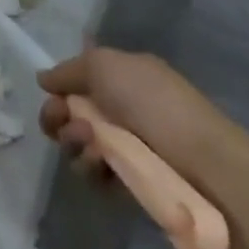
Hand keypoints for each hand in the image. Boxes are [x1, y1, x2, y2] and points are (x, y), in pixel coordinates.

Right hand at [38, 48, 245, 188]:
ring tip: (91, 144)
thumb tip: (43, 79)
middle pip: (70, 114)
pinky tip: (101, 166)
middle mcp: (122, 110)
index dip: (59, 90)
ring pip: (78, 145)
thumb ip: (68, 70)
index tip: (52, 96)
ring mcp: (126, 148)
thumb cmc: (155, 103)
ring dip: (74, 142)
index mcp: (123, 78)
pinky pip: (94, 175)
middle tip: (64, 122)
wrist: (204, 164)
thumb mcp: (105, 65)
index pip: (78, 82)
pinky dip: (90, 168)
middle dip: (59, 118)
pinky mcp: (128, 182)